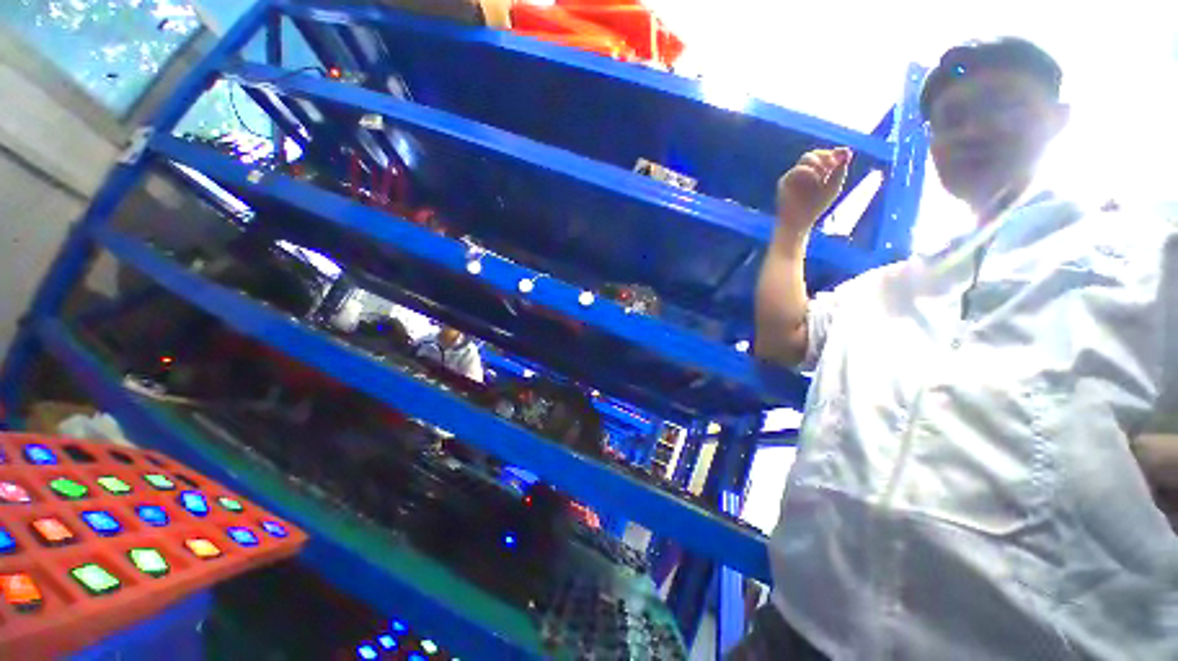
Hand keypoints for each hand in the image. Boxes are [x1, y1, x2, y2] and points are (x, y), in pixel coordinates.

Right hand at [776, 147, 852, 234]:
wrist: (799, 222)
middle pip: (814, 153)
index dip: (833, 154)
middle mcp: (803, 171)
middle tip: (834, 164)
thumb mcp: (833, 187)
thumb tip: (847, 150)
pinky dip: (809, 171)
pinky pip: (797, 170)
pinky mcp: (784, 181)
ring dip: (818, 162)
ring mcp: (793, 176)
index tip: (843, 157)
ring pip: (806, 158)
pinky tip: (817, 179)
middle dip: (826, 156)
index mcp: (815, 172)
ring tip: (824, 174)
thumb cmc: (816, 207)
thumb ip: (840, 170)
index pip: (823, 155)